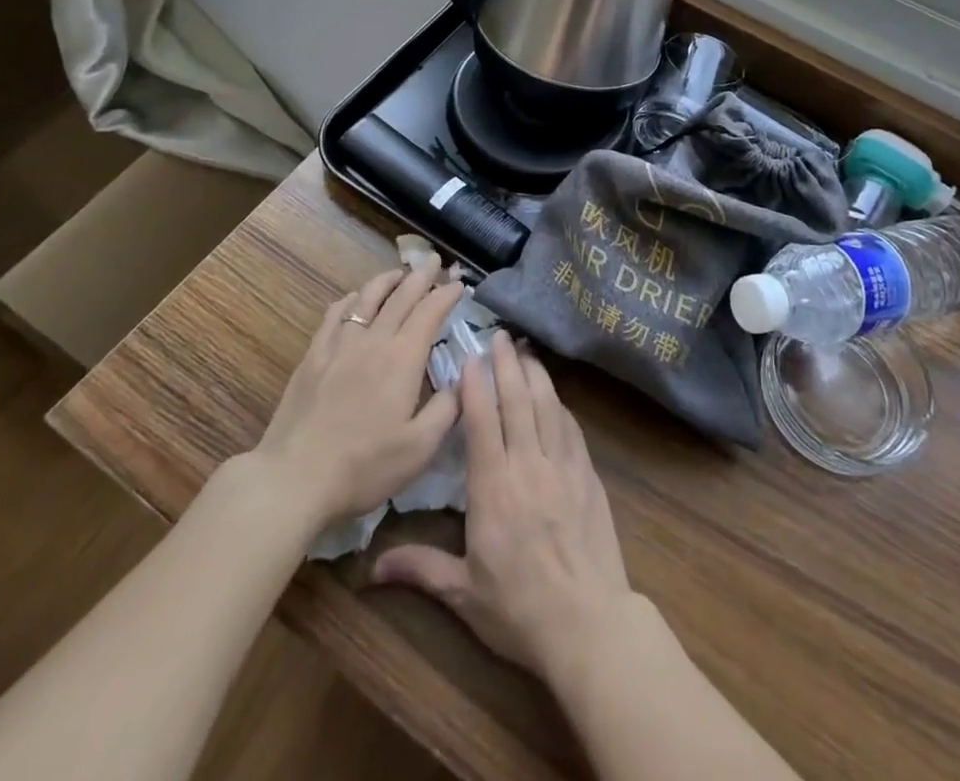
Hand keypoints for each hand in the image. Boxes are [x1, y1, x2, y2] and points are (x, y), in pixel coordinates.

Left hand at [251, 257, 464, 527]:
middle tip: (435, 261)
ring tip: (399, 272)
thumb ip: (448, 409)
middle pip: (401, 296)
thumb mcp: (420, 448)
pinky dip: (350, 300)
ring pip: (366, 298)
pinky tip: (354, 299)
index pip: (429, 312)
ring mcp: (339, 346)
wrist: (294, 478)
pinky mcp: (313, 357)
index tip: (459, 284)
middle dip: (421, 276)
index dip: (446, 294)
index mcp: (402, 359)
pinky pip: (334, 315)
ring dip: (386, 280)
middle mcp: (373, 341)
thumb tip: (464, 380)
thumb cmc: (364, 466)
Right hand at [372, 331, 633, 681]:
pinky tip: (555, 396)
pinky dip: (560, 405)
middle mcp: (529, 465)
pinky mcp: (588, 476)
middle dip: (507, 363)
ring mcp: (563, 467)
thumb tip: (371, 567)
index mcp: (494, 487)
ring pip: (548, 406)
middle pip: (518, 401)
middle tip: (500, 334)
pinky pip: (571, 428)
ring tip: (526, 351)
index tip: (470, 356)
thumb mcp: (463, 594)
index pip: (482, 421)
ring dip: (535, 374)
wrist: (589, 625)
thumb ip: (421, 568)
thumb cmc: (519, 610)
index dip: (476, 385)